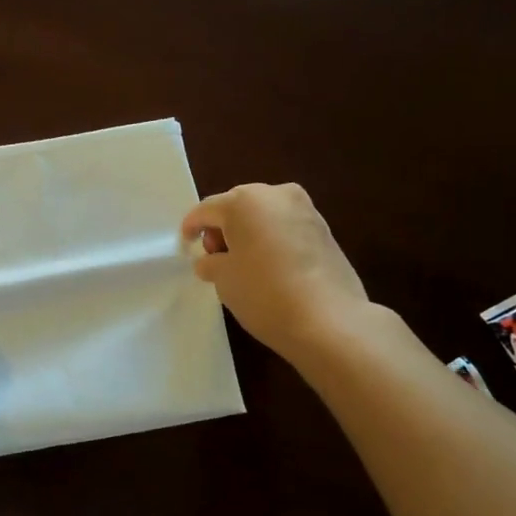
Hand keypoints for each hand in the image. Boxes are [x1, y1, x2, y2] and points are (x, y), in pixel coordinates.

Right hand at [183, 183, 369, 365]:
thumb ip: (211, 262)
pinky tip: (270, 266)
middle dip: (223, 228)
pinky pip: (285, 227)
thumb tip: (211, 260)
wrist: (330, 321)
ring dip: (249, 233)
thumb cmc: (264, 294)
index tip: (185, 244)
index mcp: (244, 201)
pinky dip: (272, 240)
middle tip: (216, 257)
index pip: (207, 209)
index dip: (192, 227)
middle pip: (237, 206)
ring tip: (243, 264)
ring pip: (264, 214)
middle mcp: (276, 195)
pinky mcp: (324, 229)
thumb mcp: (224, 279)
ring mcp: (305, 210)